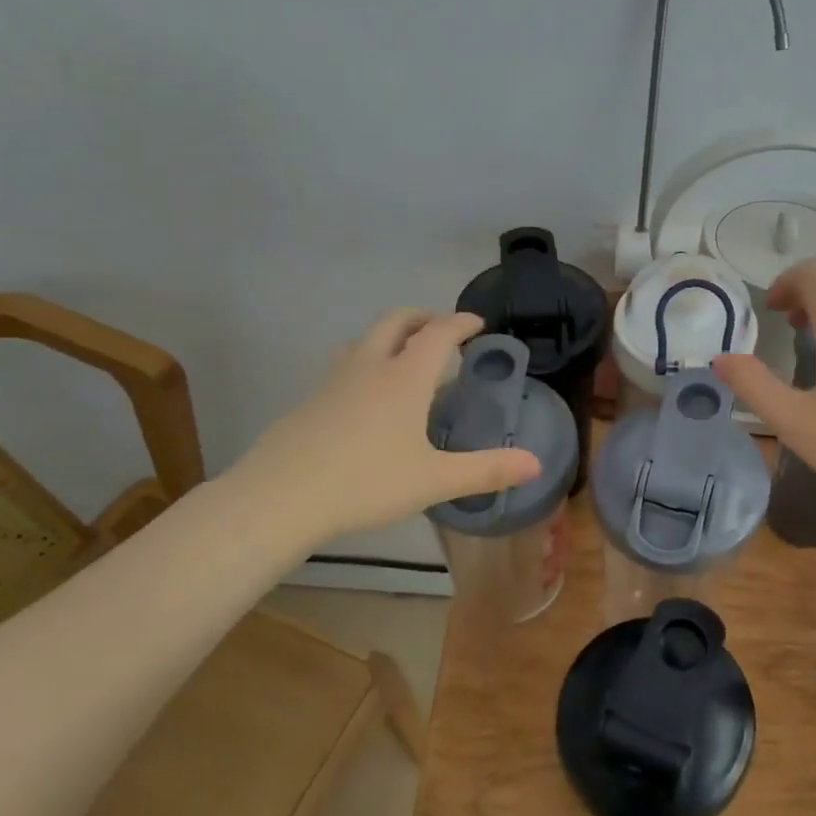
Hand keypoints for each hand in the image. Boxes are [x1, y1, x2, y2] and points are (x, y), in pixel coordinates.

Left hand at [232, 310, 540, 547]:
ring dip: (389, 338)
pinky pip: (344, 368)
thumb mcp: (434, 480)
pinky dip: (366, 365)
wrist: (279, 498)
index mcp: (404, 378)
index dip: (461, 323)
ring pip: (364, 341)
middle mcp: (369, 368)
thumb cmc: (366, 483)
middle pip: (396, 322)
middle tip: (442, 331)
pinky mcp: (309, 402)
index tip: (477, 323)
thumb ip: (487, 470)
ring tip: (404, 360)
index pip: (438, 333)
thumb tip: (536, 464)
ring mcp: (333, 382)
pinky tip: (367, 402)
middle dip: (423, 318)